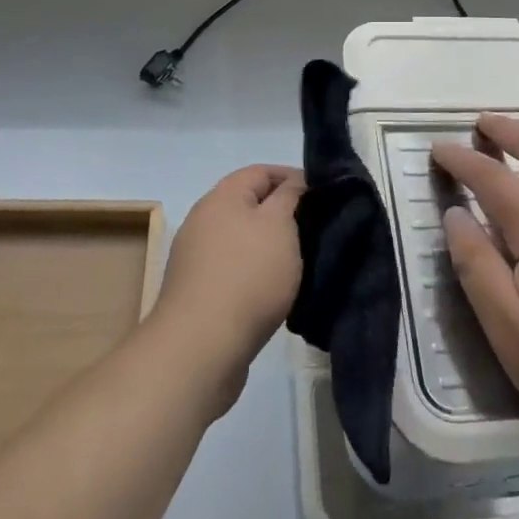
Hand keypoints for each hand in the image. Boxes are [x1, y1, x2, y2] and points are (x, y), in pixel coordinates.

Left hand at [149, 165, 304, 414]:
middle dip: (281, 213)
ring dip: (268, 245)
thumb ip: (290, 196)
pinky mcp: (197, 291)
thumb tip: (293, 182)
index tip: (321, 195)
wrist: (200, 348)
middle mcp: (203, 219)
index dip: (293, 177)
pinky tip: (273, 292)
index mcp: (222, 196)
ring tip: (298, 262)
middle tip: (313, 229)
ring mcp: (196, 257)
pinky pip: (233, 268)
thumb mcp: (280, 225)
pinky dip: (254, 272)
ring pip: (241, 238)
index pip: (261, 171)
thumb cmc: (247, 276)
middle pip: (249, 204)